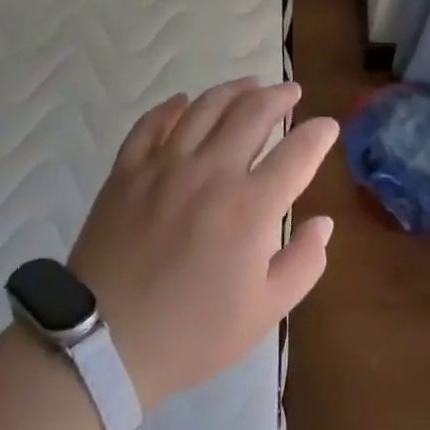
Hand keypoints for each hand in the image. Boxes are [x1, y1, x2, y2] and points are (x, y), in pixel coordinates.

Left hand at [67, 78, 336, 408]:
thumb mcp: (264, 312)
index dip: (319, 134)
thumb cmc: (191, 333)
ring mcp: (165, 165)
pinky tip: (184, 102)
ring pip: (206, 107)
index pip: (298, 152)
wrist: (102, 344)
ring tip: (250, 85)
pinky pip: (152, 123)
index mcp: (251, 206)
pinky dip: (173, 107)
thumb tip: (323, 224)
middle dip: (279, 96)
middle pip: (253, 112)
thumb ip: (303, 263)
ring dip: (234, 90)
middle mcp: (212, 171)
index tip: (328, 127)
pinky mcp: (128, 170)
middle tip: (291, 92)